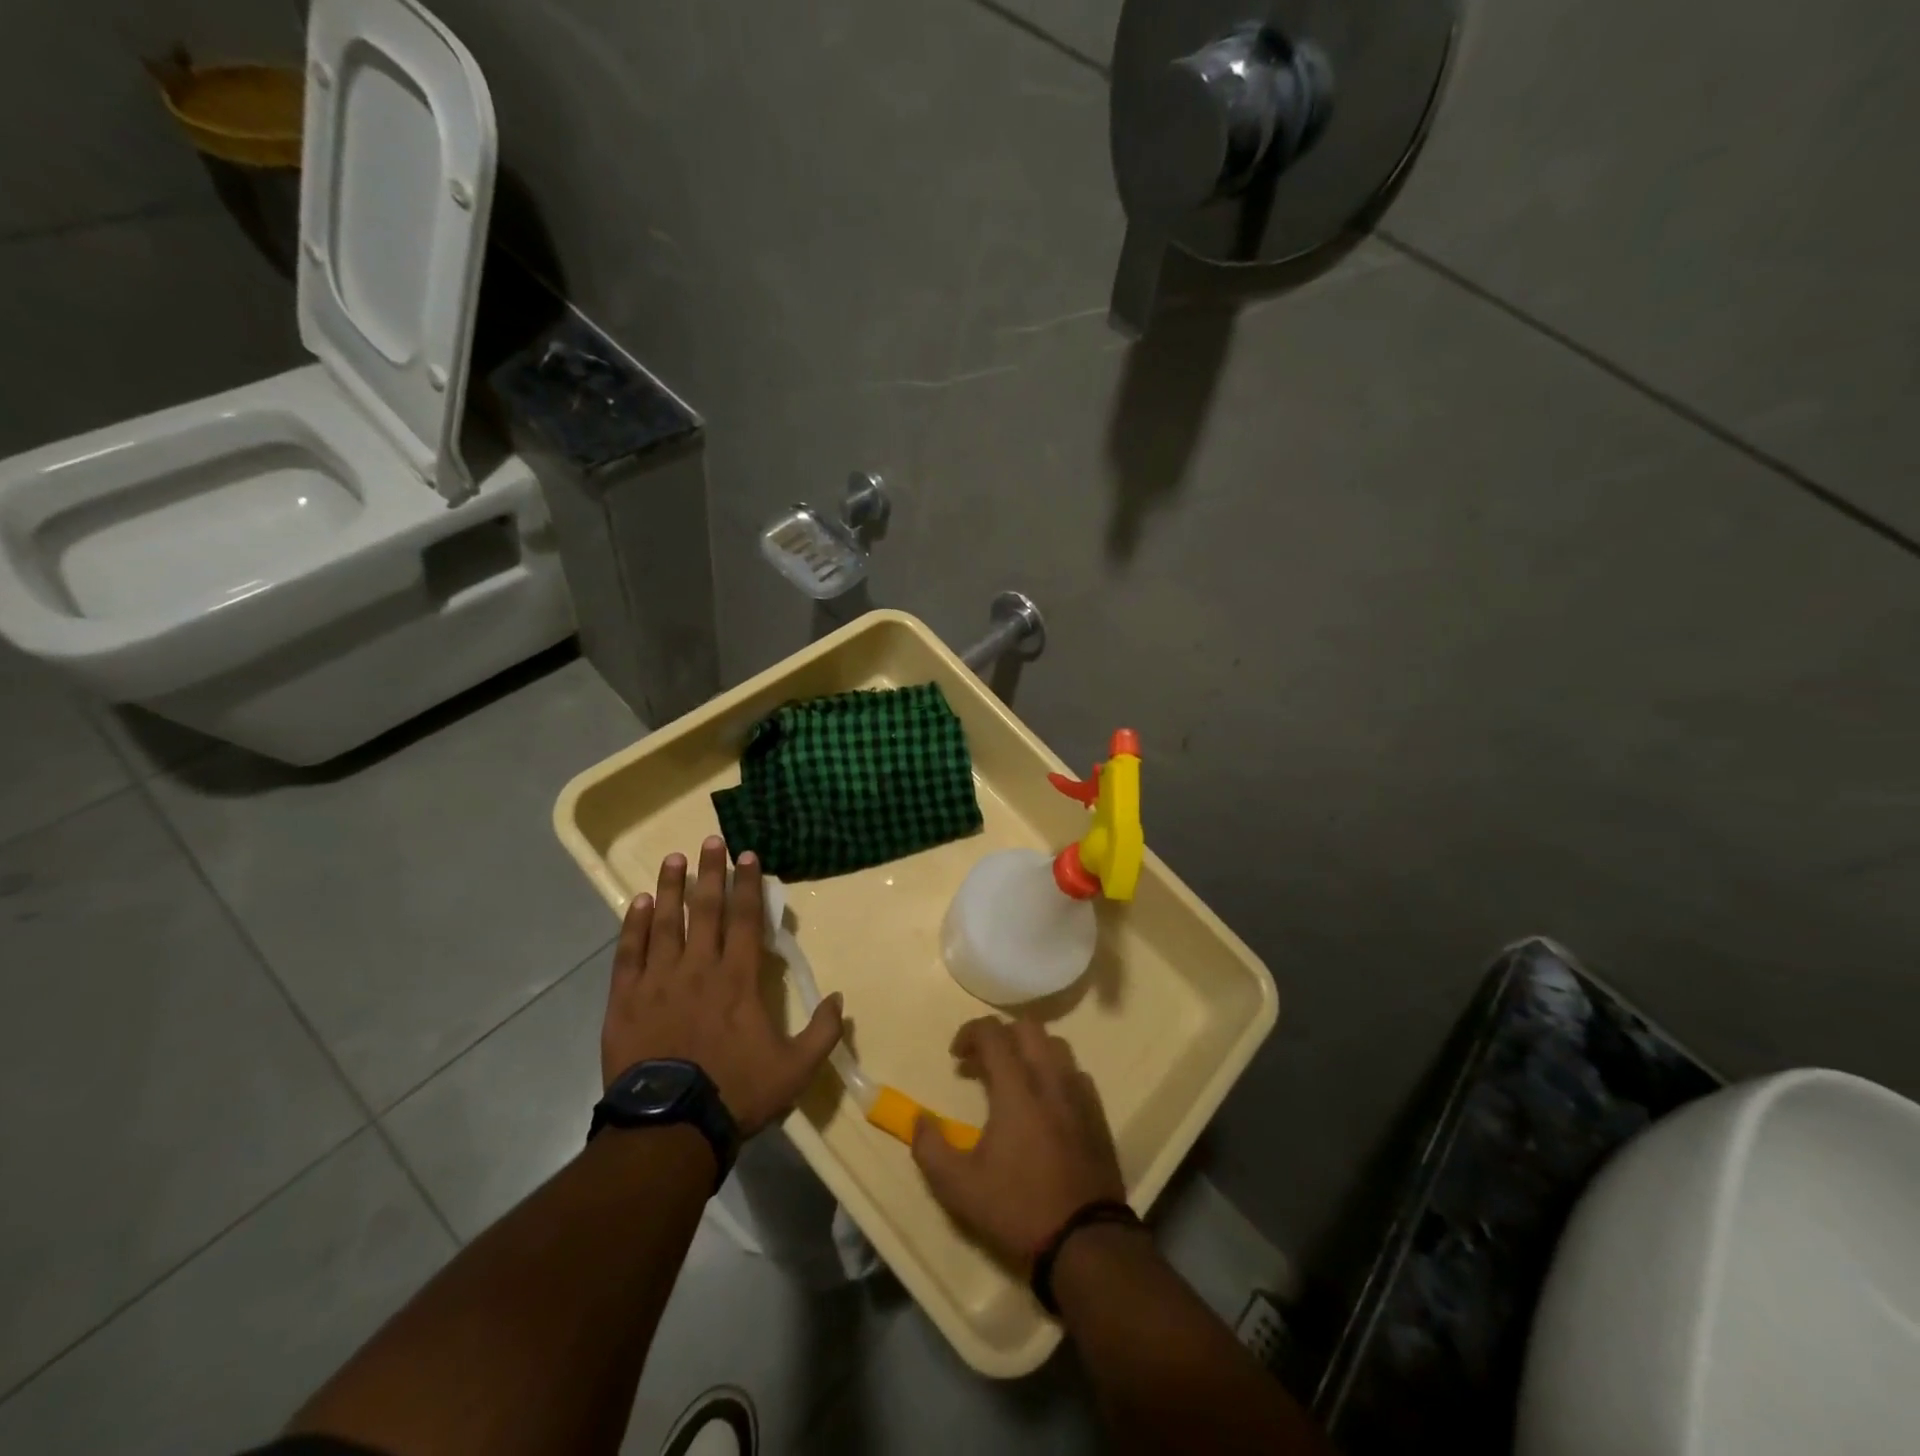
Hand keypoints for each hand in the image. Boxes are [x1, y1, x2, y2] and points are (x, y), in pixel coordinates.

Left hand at [601, 838, 843, 1137]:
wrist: (670, 1127)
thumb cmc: (736, 1092)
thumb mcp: (795, 1069)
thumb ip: (821, 1032)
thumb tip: (839, 999)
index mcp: (738, 979)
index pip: (747, 919)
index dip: (749, 884)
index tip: (748, 855)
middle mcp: (699, 968)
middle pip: (706, 910)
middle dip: (710, 872)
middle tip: (711, 841)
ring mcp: (659, 981)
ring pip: (665, 923)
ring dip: (671, 888)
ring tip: (673, 859)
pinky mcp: (626, 999)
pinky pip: (629, 953)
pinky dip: (633, 925)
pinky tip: (638, 902)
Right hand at [910, 1016, 1126, 1263]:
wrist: (1085, 1242)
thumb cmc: (1018, 1209)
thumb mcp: (959, 1188)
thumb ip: (930, 1148)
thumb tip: (918, 1119)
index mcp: (1017, 1088)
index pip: (993, 1033)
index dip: (970, 1033)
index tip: (956, 1056)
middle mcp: (1050, 1079)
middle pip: (1028, 1027)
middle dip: (1000, 1035)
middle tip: (981, 1064)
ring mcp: (1079, 1094)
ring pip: (1055, 1045)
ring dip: (1029, 1050)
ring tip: (1012, 1079)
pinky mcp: (1097, 1114)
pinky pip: (1075, 1073)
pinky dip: (1054, 1073)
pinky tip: (1044, 1102)